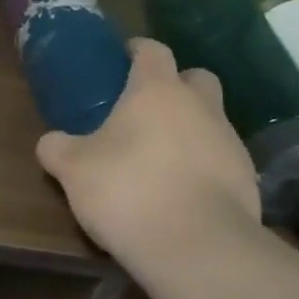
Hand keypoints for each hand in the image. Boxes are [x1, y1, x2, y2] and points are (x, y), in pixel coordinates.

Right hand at [36, 37, 263, 279]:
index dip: (137, 51)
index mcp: (156, 91)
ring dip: (191, 129)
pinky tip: (183, 192)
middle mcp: (200, 106)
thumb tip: (51, 142)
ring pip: (212, 119)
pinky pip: (223, 159)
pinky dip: (205, 166)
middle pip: (195, 77)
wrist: (198, 247)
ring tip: (162, 159)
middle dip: (176, 86)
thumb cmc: (128, 191)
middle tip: (148, 110)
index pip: (152, 51)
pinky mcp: (248, 178)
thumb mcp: (73, 170)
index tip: (123, 59)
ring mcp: (230, 141)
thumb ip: (57, 148)